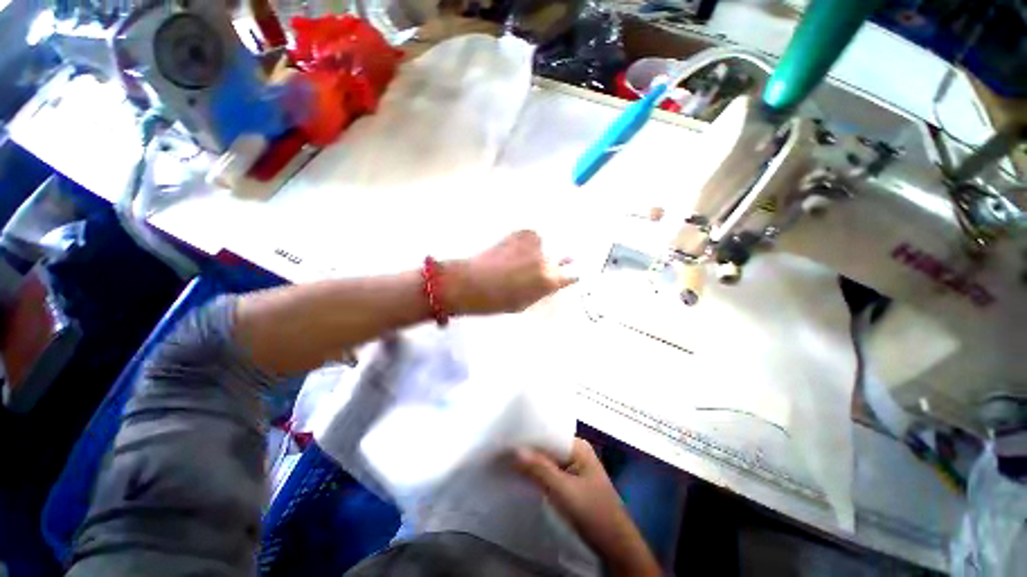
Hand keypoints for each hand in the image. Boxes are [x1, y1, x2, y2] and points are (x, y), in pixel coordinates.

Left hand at [443, 230, 575, 315]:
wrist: (471, 282)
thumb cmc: (497, 301)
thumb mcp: (524, 303)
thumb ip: (541, 291)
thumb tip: (549, 283)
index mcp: (549, 282)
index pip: (572, 276)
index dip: (571, 275)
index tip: (570, 274)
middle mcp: (547, 260)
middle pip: (560, 257)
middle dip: (555, 261)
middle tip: (538, 264)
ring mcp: (536, 244)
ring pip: (544, 245)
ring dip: (537, 250)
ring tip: (518, 257)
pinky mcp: (522, 232)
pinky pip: (530, 236)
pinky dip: (525, 241)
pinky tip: (512, 249)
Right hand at [514, 439, 660, 576]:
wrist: (616, 547)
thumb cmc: (593, 513)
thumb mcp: (564, 490)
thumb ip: (539, 469)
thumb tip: (513, 450)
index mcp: (578, 446)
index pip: (548, 434)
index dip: (528, 436)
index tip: (505, 438)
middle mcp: (575, 452)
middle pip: (546, 447)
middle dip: (527, 450)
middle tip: (501, 450)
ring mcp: (574, 469)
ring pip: (547, 461)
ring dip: (530, 463)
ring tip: (505, 461)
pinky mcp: (571, 484)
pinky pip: (550, 473)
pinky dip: (536, 475)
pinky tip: (521, 477)